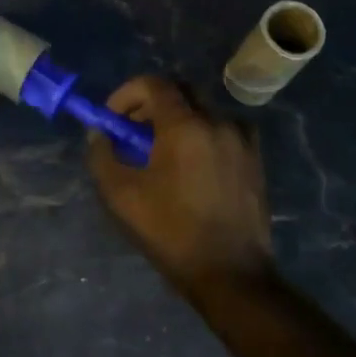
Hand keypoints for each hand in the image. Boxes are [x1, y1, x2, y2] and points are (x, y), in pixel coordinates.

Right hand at [87, 75, 272, 289]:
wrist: (229, 272)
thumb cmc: (170, 232)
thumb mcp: (120, 195)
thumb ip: (102, 155)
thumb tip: (99, 133)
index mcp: (185, 126)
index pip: (154, 84)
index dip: (126, 94)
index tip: (113, 118)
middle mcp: (218, 122)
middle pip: (181, 92)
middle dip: (151, 104)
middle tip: (134, 132)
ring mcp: (242, 140)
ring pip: (204, 112)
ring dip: (179, 121)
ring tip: (163, 154)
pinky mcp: (256, 160)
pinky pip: (225, 131)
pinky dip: (204, 136)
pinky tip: (194, 167)